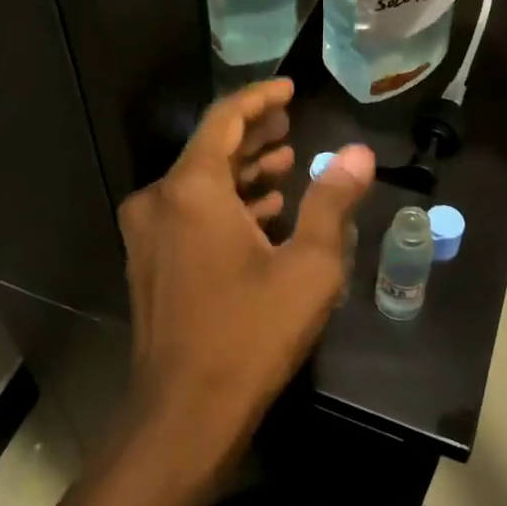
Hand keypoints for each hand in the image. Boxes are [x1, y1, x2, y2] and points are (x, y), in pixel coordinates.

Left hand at [117, 79, 372, 465]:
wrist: (183, 416)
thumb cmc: (249, 334)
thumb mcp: (308, 267)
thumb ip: (332, 203)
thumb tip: (358, 154)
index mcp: (191, 189)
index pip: (224, 119)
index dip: (259, 98)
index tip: (290, 89)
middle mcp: (160, 201)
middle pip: (210, 148)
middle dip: (254, 133)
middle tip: (292, 123)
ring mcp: (148, 234)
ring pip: (199, 183)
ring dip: (243, 170)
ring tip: (286, 162)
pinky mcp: (150, 263)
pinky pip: (189, 214)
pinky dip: (226, 205)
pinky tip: (264, 212)